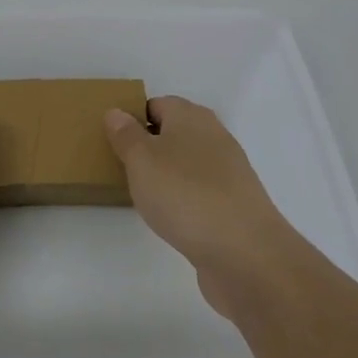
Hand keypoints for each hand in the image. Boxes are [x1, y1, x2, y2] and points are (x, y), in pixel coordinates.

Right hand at [104, 95, 293, 318]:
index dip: (133, 118)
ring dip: (165, 174)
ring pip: (186, 163)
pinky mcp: (234, 205)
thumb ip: (126, 134)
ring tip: (140, 193)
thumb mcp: (141, 159)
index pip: (157, 104)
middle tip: (121, 166)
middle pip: (174, 133)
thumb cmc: (184, 195)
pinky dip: (182, 199)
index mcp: (191, 117)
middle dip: (148, 147)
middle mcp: (214, 137)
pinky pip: (199, 191)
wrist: (246, 254)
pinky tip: (169, 216)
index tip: (112, 140)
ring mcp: (228, 173)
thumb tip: (117, 112)